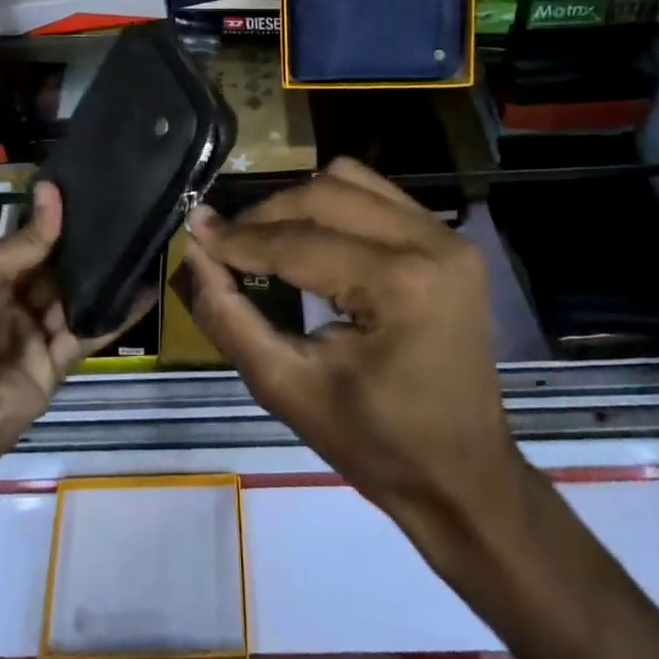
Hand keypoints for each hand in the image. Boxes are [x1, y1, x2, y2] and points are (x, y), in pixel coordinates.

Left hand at [0, 182, 139, 498]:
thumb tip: (53, 191)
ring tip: (144, 238)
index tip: (93, 190)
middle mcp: (9, 303)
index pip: (27, 242)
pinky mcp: (53, 367)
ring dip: (105, 274)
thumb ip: (23, 241)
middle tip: (128, 208)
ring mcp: (32, 336)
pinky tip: (144, 287)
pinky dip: (115, 313)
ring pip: (75, 298)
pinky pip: (87, 333)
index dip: (55, 220)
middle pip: (54, 269)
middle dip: (85, 244)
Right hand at [178, 158, 523, 550]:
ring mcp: (447, 235)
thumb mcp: (286, 389)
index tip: (195, 230)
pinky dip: (334, 205)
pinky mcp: (450, 238)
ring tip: (267, 238)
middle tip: (226, 240)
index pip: (299, 242)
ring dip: (299, 202)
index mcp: (400, 285)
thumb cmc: (375, 446)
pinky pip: (376, 195)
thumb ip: (229, 316)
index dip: (239, 238)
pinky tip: (312, 237)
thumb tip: (195, 250)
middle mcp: (430, 242)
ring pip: (349, 180)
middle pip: (323, 194)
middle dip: (266, 215)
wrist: (463, 478)